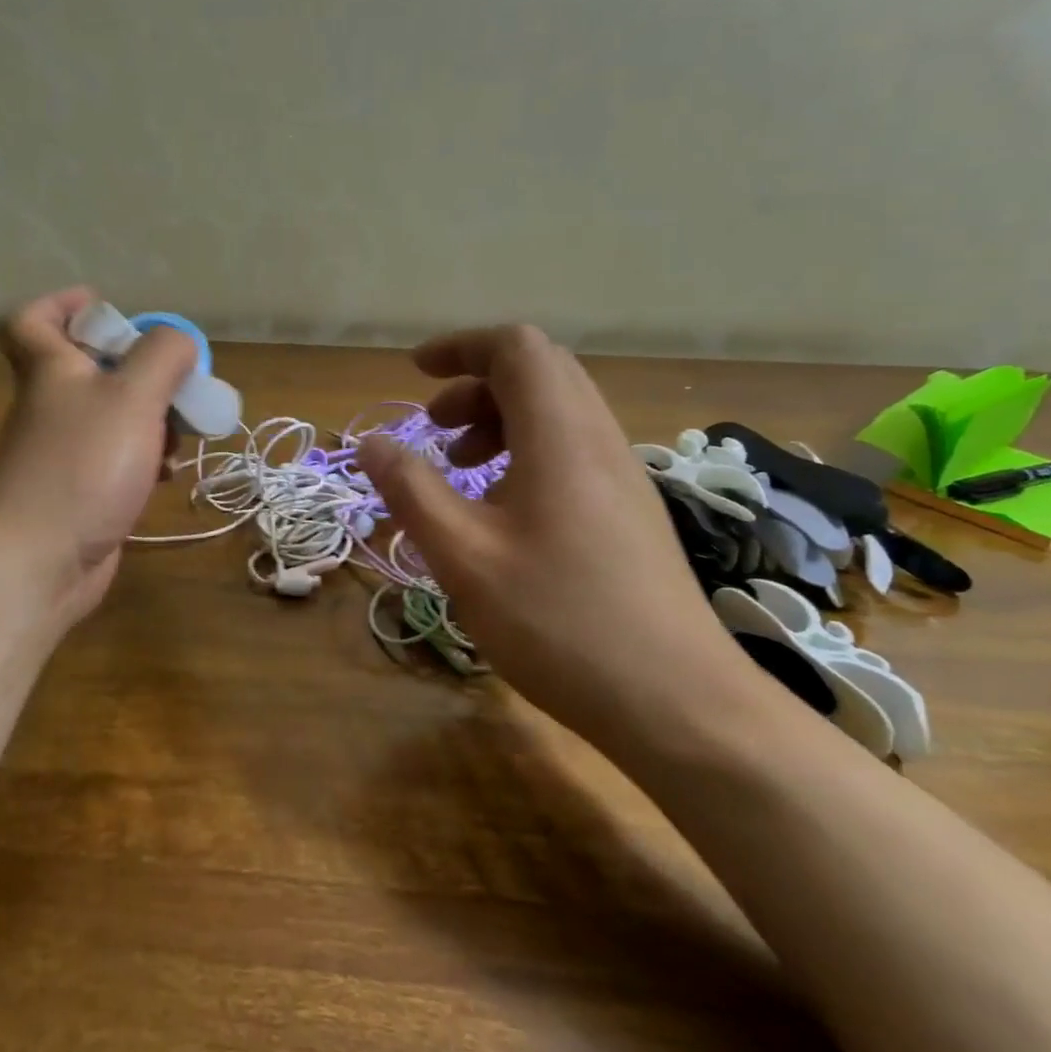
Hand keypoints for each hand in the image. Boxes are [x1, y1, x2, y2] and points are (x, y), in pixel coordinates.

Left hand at [0, 287, 197, 623]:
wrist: (38, 562)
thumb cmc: (83, 466)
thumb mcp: (132, 396)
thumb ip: (162, 356)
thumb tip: (180, 340)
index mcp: (51, 371)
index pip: (32, 320)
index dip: (64, 304)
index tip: (107, 310)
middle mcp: (50, 407)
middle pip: (89, 370)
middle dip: (137, 371)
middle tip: (173, 383)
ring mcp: (62, 454)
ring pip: (110, 418)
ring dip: (150, 421)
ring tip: (181, 436)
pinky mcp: (78, 494)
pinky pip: (116, 462)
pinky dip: (143, 461)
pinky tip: (166, 477)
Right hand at [356, 325, 754, 755]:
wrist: (679, 703)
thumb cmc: (560, 622)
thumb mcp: (465, 557)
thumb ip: (412, 490)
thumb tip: (371, 443)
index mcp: (561, 435)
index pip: (516, 348)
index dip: (461, 348)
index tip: (414, 373)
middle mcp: (599, 439)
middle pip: (540, 372)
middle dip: (477, 384)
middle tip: (435, 428)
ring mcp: (623, 475)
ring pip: (558, 411)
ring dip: (501, 420)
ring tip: (463, 468)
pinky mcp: (631, 511)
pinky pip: (573, 449)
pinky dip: (527, 451)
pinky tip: (503, 510)